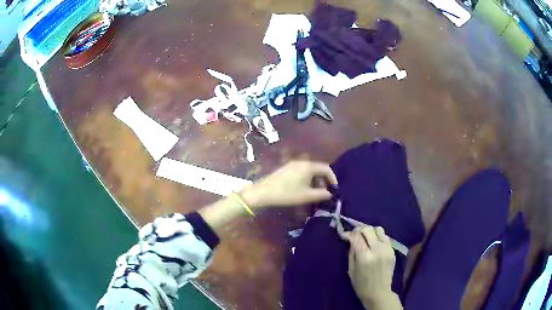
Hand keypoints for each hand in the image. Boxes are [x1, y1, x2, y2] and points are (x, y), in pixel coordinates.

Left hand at [240, 161, 337, 208]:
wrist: (263, 192)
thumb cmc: (287, 194)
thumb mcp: (306, 196)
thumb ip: (321, 194)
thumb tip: (330, 193)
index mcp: (308, 166)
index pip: (326, 168)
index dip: (333, 178)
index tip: (334, 189)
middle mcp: (302, 162)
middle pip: (318, 168)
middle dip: (324, 180)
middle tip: (324, 192)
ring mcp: (293, 163)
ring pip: (309, 170)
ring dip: (315, 180)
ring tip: (314, 192)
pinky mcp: (286, 168)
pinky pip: (302, 171)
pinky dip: (307, 178)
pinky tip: (303, 188)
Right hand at [347, 226, 400, 309]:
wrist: (379, 293)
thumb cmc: (361, 284)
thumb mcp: (351, 269)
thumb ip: (351, 252)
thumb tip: (351, 240)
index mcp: (364, 257)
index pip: (356, 236)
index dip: (349, 234)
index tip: (345, 236)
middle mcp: (377, 250)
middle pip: (368, 229)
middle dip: (359, 230)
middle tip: (355, 235)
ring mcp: (387, 249)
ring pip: (378, 229)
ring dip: (371, 232)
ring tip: (366, 238)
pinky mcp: (392, 251)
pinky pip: (385, 237)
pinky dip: (378, 237)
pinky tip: (374, 244)